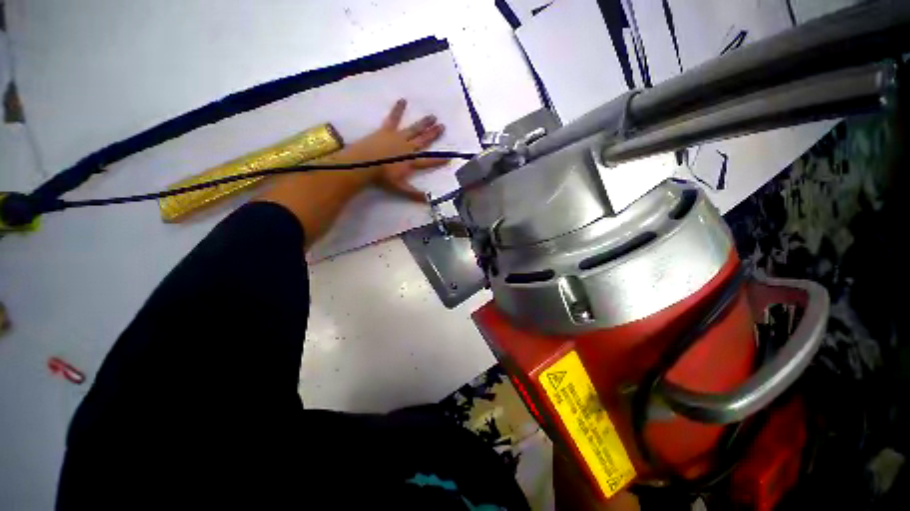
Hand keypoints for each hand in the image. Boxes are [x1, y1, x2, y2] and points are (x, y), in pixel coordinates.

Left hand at [341, 99, 448, 201]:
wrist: (365, 164)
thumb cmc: (382, 177)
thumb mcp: (400, 188)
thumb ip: (414, 193)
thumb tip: (428, 201)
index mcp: (411, 162)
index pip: (428, 162)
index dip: (439, 161)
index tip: (449, 158)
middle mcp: (408, 148)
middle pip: (423, 140)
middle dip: (434, 134)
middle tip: (443, 126)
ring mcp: (398, 137)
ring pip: (414, 129)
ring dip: (423, 123)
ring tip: (432, 116)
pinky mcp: (387, 130)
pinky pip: (393, 118)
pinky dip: (398, 109)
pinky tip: (402, 100)